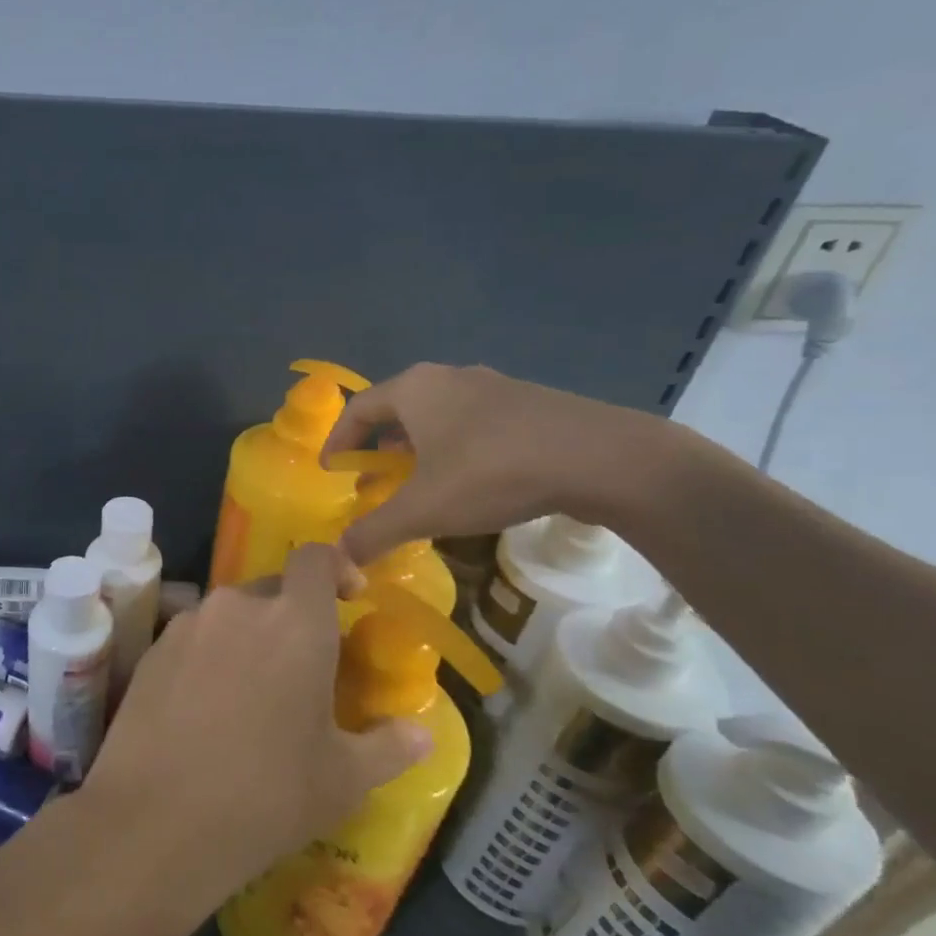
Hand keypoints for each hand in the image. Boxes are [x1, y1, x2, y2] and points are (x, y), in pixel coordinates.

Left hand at [83, 545, 433, 902]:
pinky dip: (208, 656)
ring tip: (252, 695)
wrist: (156, 818)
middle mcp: (238, 607)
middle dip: (292, 616)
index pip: (315, 558)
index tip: (348, 597)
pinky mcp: (151, 649)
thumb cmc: (266, 795)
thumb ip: (390, 747)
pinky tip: (205, 708)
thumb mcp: (343, 780)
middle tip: (302, 669)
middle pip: (272, 589)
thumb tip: (421, 734)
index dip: (335, 567)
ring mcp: (187, 624)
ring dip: (247, 638)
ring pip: (229, 615)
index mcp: (295, 623)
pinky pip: (192, 637)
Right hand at [322, 363, 671, 565]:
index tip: (331, 471)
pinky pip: (472, 422)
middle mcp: (448, 377)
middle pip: (396, 409)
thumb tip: (336, 558)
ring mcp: (494, 386)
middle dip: (377, 446)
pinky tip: (468, 480)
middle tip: (371, 479)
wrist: (604, 458)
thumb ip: (373, 531)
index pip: (357, 409)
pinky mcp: (530, 403)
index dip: (337, 441)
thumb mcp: (423, 509)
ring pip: (436, 415)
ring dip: (416, 448)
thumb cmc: (493, 473)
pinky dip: (453, 448)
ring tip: (416, 483)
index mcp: (414, 389)